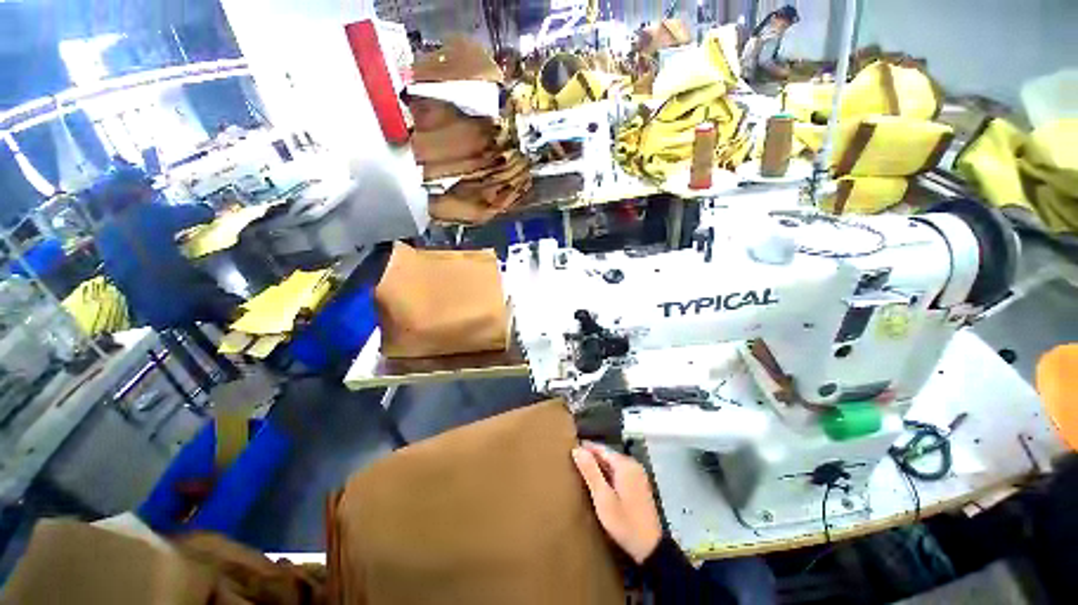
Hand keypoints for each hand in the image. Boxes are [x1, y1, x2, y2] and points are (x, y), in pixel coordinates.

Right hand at [572, 441, 662, 563]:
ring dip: (599, 467)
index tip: (570, 449)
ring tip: (582, 471)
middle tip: (573, 461)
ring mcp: (638, 476)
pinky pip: (619, 473)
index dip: (586, 448)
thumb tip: (577, 449)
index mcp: (625, 464)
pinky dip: (608, 475)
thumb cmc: (624, 522)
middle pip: (608, 456)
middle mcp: (633, 465)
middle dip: (592, 457)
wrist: (651, 548)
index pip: (601, 448)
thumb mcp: (603, 498)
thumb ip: (590, 471)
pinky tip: (598, 483)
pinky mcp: (639, 487)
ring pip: (613, 465)